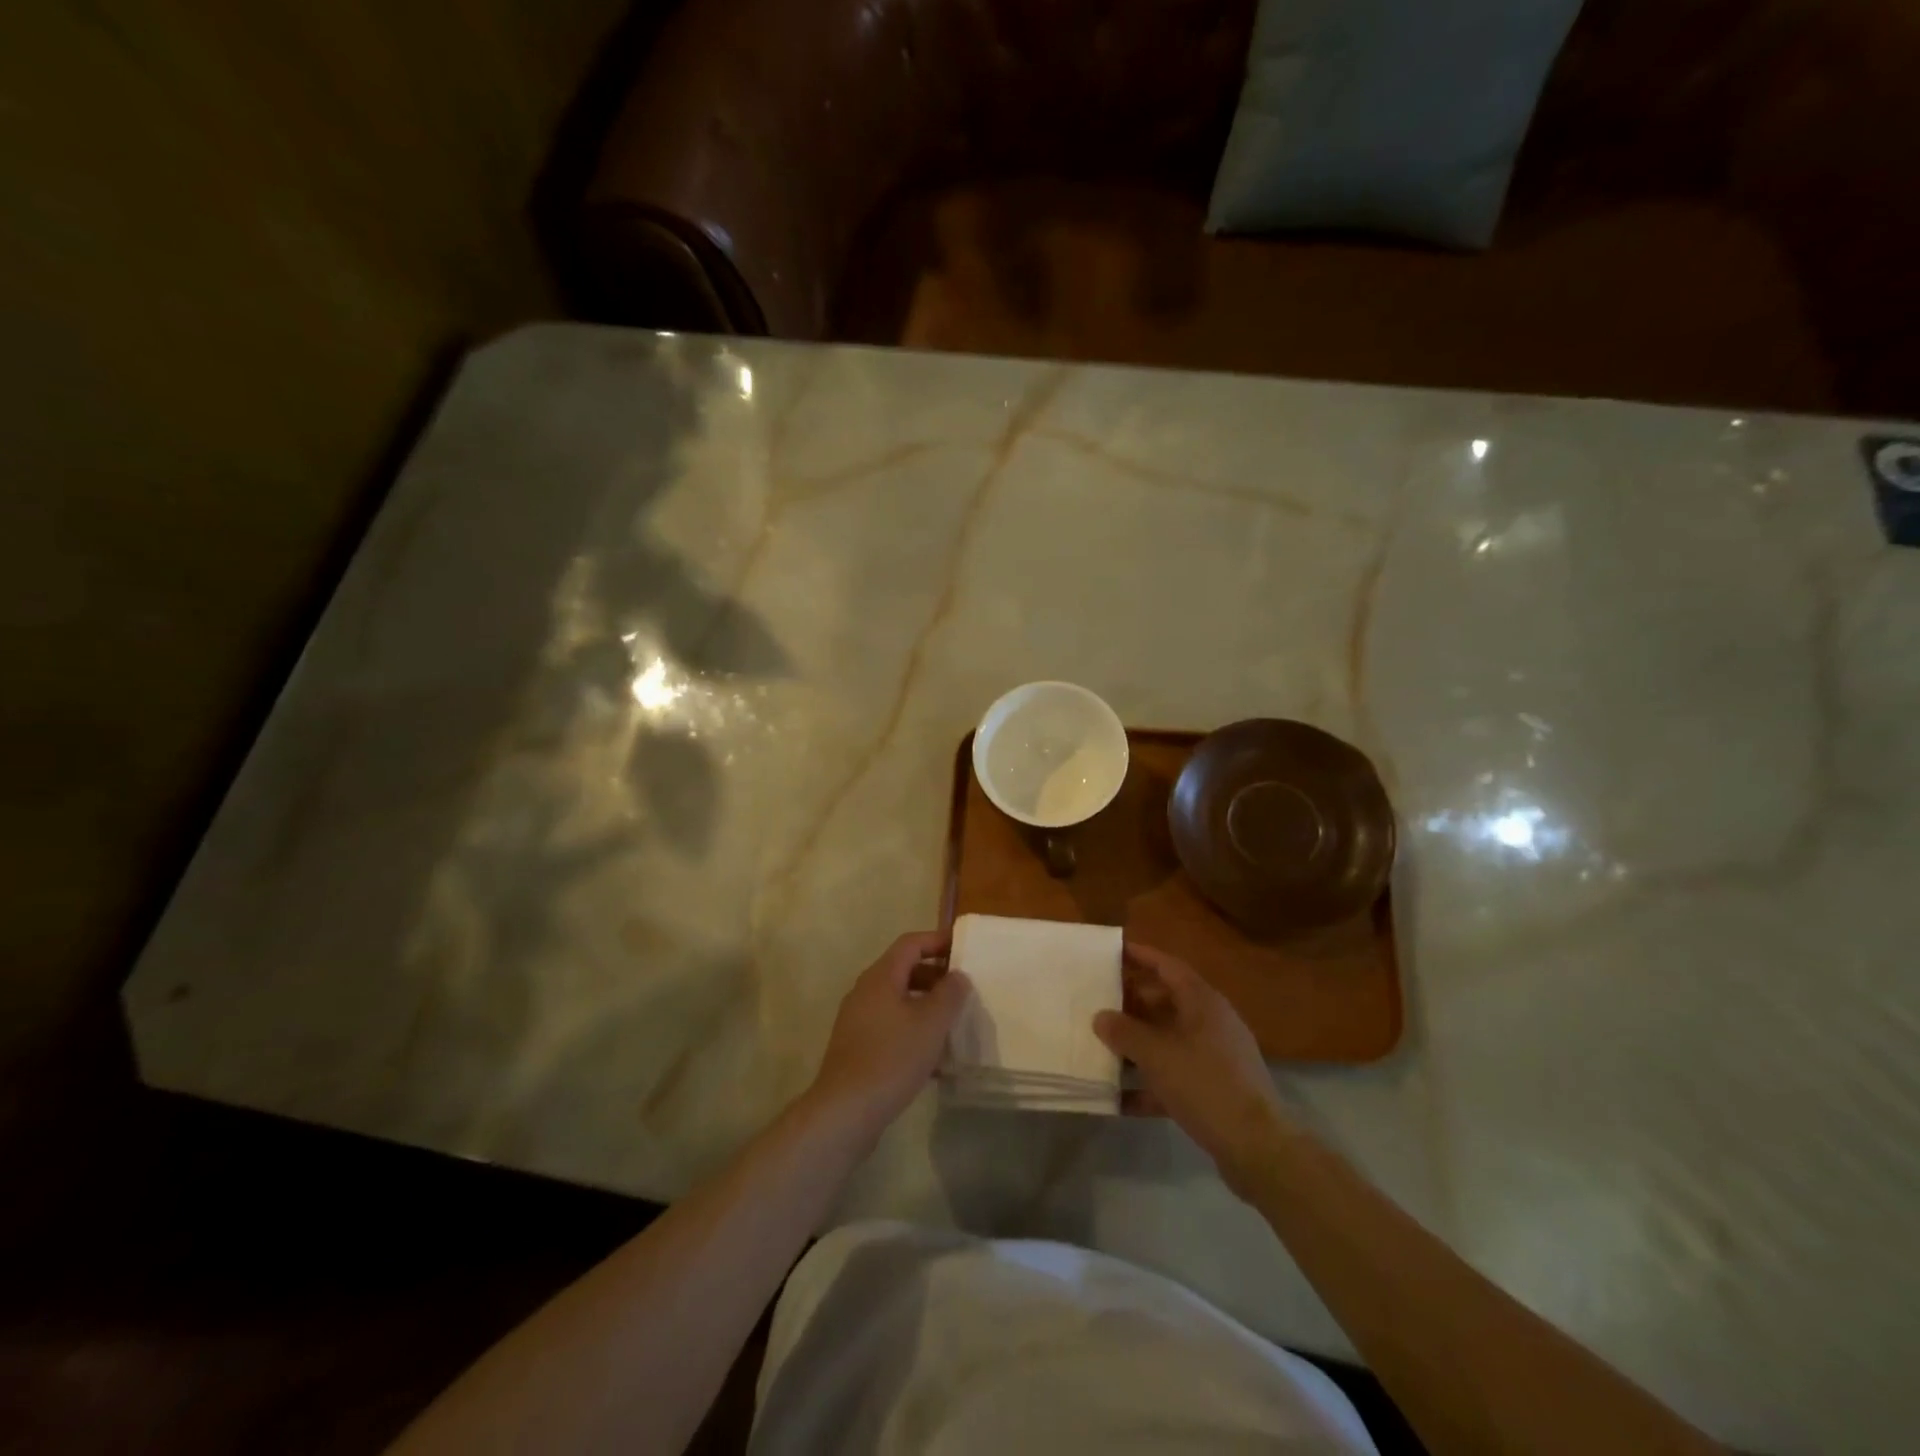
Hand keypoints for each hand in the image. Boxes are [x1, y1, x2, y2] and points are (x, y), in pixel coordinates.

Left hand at [807, 931, 970, 1141]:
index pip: (910, 943)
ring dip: (925, 1006)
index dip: (937, 941)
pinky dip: (913, 1031)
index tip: (963, 949)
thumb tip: (957, 975)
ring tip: (952, 1023)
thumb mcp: (931, 1024)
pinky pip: (890, 1027)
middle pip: (903, 970)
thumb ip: (949, 994)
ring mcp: (858, 1020)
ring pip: (898, 1001)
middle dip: (935, 976)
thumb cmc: (892, 1058)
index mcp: (881, 977)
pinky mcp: (857, 1048)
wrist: (845, 1111)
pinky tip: (933, 1059)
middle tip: (962, 989)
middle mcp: (865, 992)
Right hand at [1094, 943, 1297, 1197]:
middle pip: (1165, 1002)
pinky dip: (1149, 1083)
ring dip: (1136, 1045)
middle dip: (1131, 1003)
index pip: (1167, 966)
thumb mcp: (1156, 1055)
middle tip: (1097, 1003)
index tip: (1112, 950)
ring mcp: (1215, 1058)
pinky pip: (1174, 1076)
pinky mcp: (1215, 1090)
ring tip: (1100, 1047)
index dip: (1140, 956)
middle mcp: (1210, 1023)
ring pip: (1167, 1041)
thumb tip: (1101, 1016)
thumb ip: (1124, 1031)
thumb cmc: (1205, 1085)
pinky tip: (1119, 1099)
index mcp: (1202, 1002)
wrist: (1258, 1148)